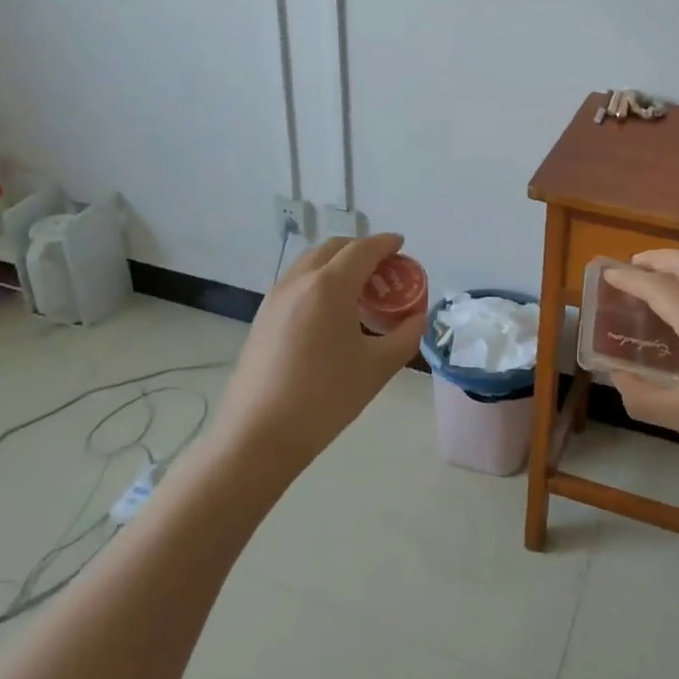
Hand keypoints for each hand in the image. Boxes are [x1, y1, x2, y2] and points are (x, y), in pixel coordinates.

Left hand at [208, 234, 425, 480]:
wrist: (259, 435)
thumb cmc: (326, 398)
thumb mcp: (377, 367)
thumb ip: (406, 336)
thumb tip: (419, 318)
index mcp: (330, 286)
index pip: (363, 250)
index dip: (385, 243)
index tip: (401, 244)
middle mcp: (299, 281)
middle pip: (333, 248)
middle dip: (361, 250)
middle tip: (384, 270)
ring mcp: (275, 297)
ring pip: (310, 263)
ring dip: (337, 264)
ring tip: (358, 291)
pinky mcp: (262, 317)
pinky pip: (296, 283)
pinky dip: (318, 281)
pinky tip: (330, 313)